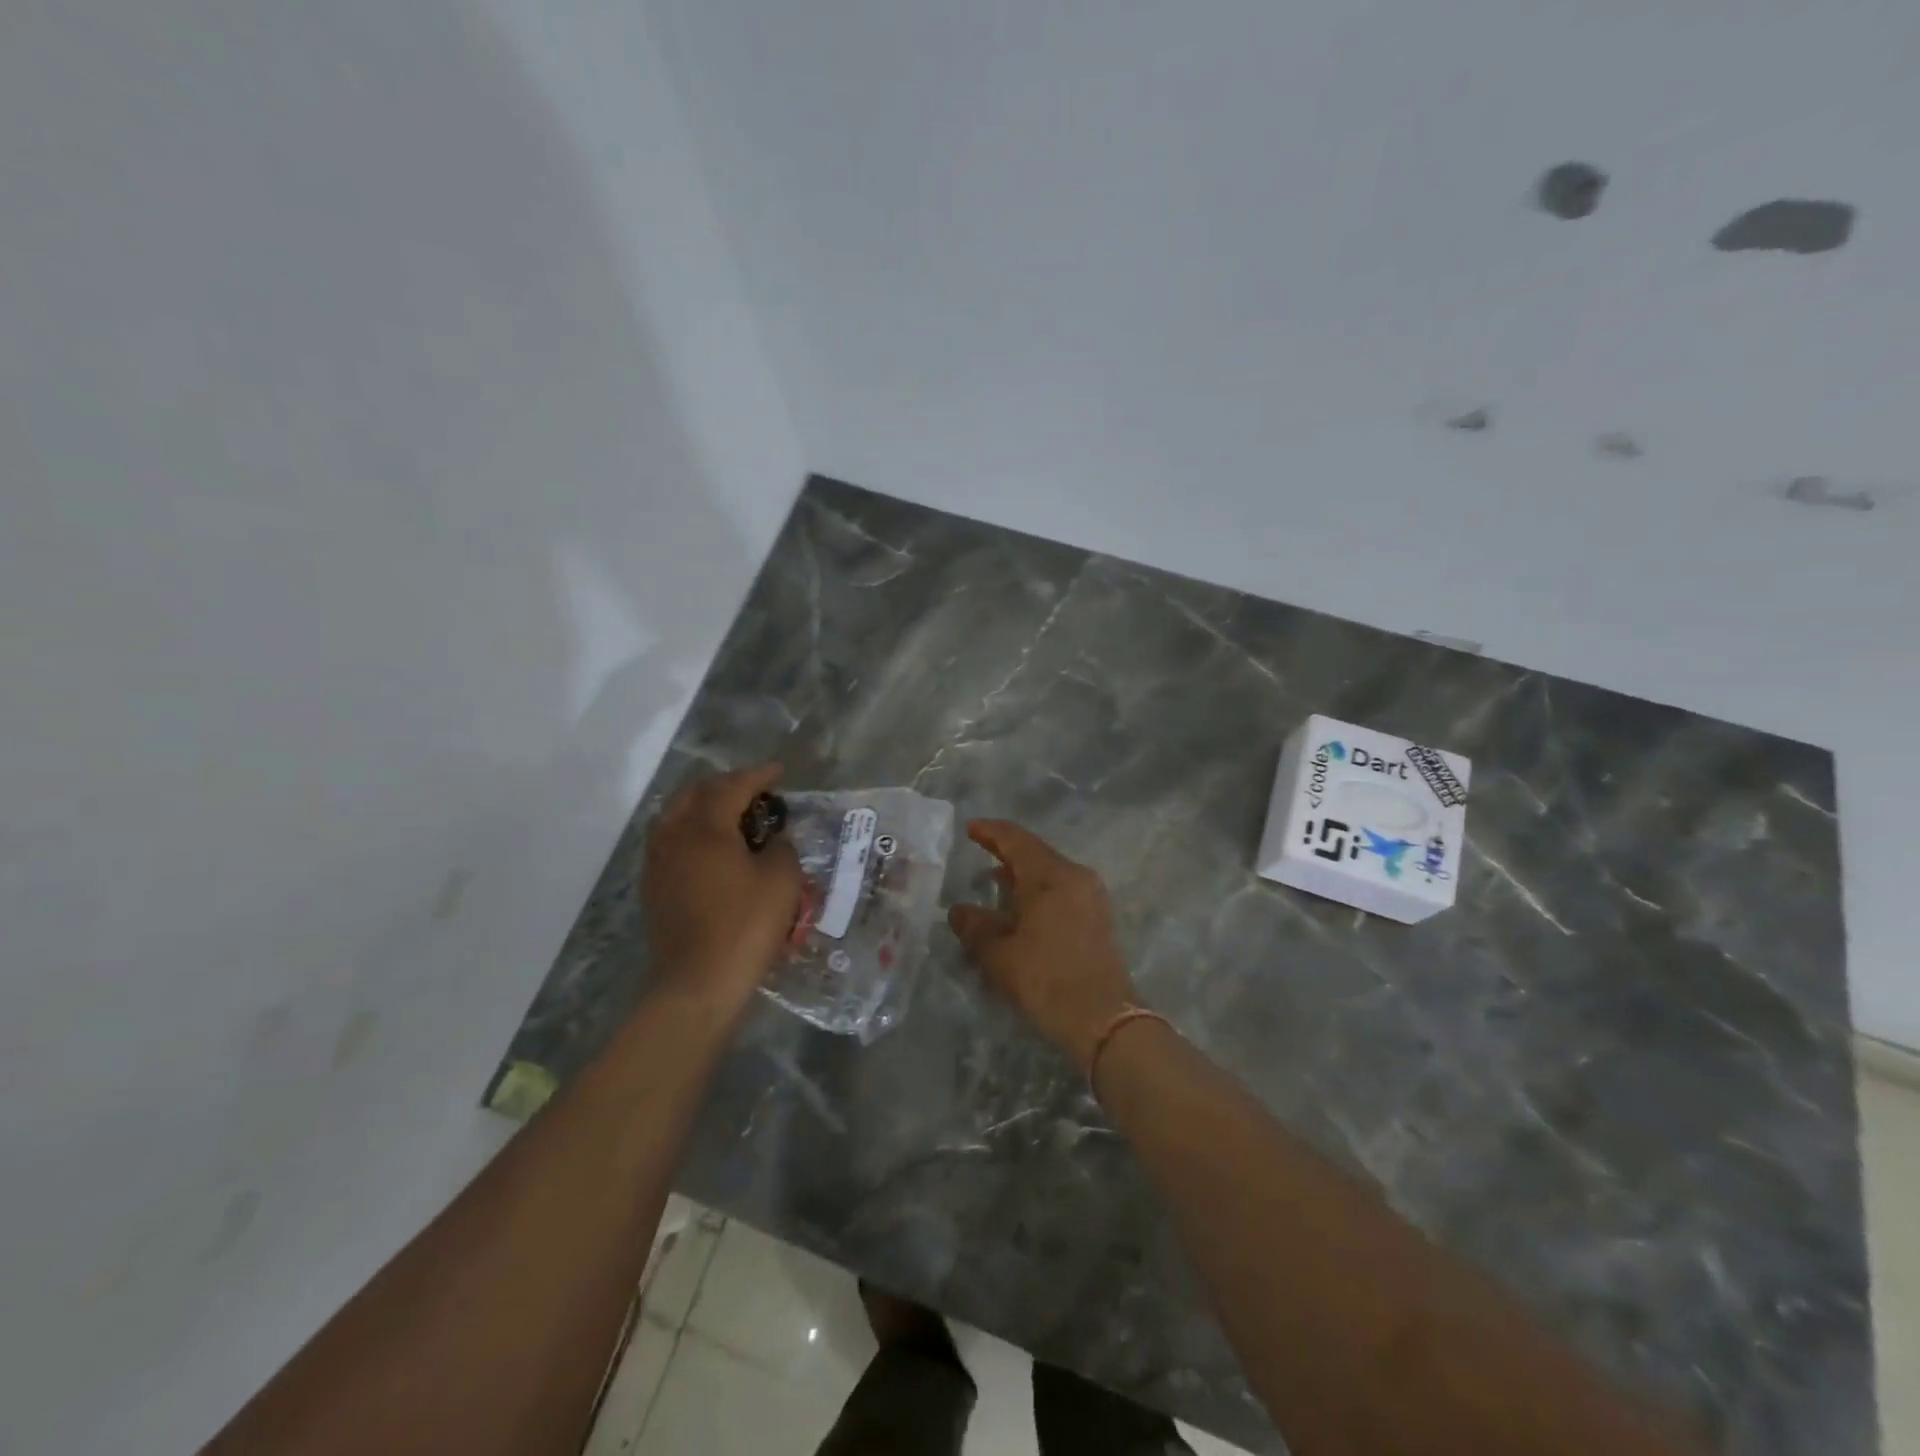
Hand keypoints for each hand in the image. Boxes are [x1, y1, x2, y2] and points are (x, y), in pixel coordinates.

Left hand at [642, 763, 801, 1014]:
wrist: (697, 983)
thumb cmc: (745, 927)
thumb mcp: (781, 881)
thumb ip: (781, 849)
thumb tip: (773, 842)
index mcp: (705, 827)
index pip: (732, 786)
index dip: (758, 775)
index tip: (779, 771)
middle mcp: (674, 836)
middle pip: (695, 793)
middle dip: (726, 785)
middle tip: (755, 790)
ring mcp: (658, 863)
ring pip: (676, 816)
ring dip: (704, 806)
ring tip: (731, 815)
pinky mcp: (654, 888)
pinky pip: (670, 842)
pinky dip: (692, 832)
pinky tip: (712, 848)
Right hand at [947, 820, 1139, 1068]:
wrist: (1105, 1019)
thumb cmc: (1047, 980)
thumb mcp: (1000, 956)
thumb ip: (976, 928)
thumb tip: (959, 911)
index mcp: (1049, 876)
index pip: (1016, 839)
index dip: (991, 831)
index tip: (970, 828)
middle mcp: (1075, 876)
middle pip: (1036, 852)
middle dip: (1007, 851)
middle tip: (980, 850)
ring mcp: (1091, 896)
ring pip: (1051, 871)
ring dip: (1023, 873)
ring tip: (997, 881)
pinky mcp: (1098, 917)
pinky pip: (1063, 889)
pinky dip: (1039, 889)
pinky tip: (1023, 906)